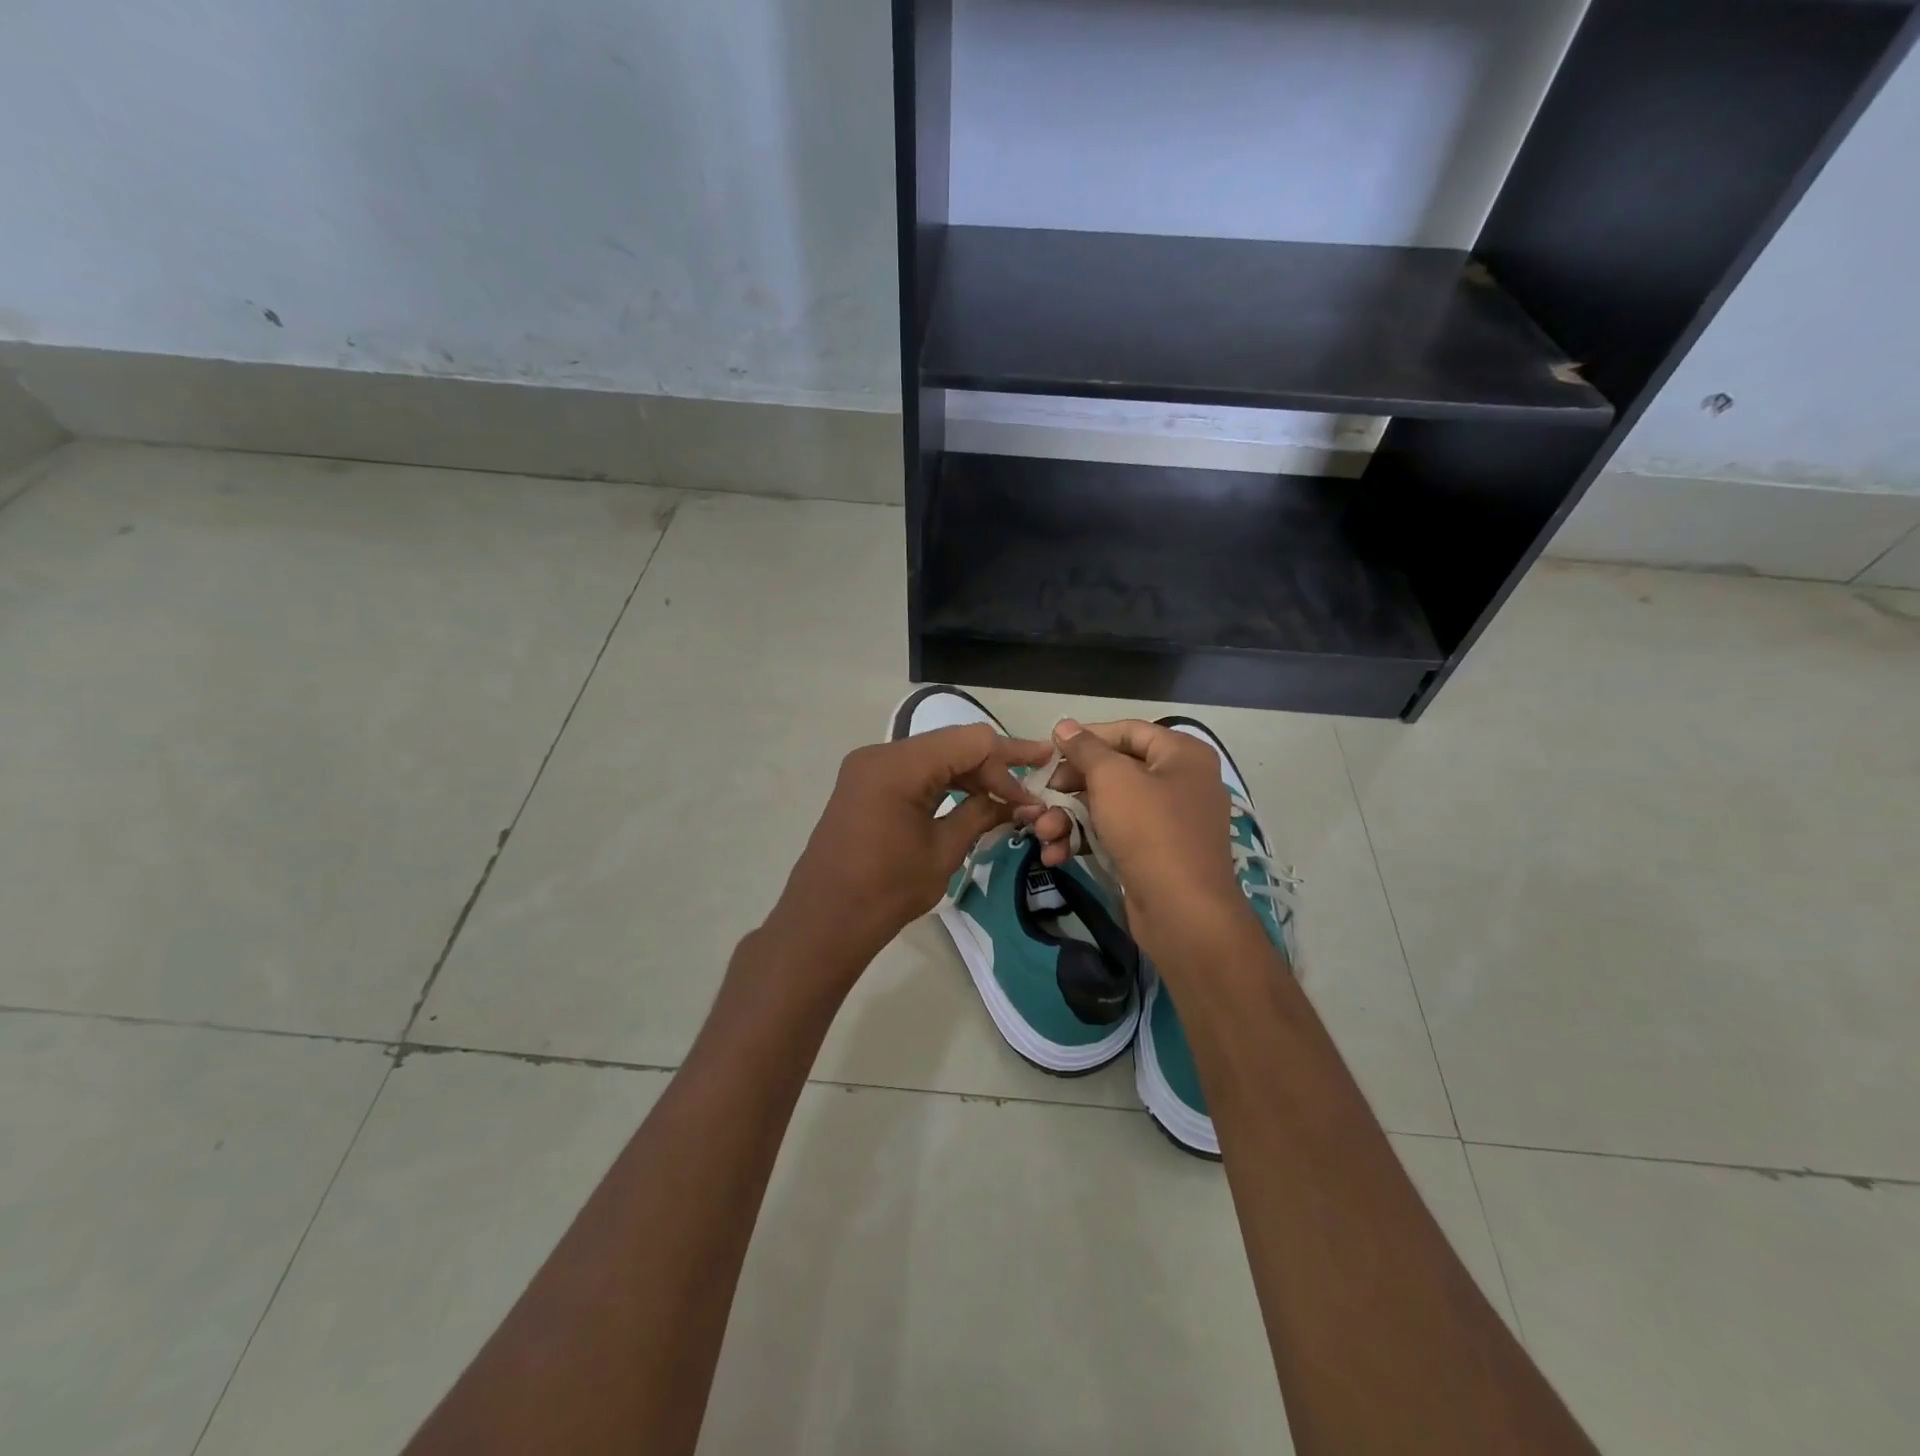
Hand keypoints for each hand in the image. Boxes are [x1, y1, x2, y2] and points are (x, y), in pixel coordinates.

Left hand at [767, 724, 1053, 974]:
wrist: (823, 921)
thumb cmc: (886, 890)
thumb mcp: (944, 851)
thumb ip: (981, 815)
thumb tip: (1017, 802)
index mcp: (899, 765)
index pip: (971, 741)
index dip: (1011, 757)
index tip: (1043, 774)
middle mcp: (881, 754)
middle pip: (952, 744)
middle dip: (993, 766)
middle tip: (1030, 790)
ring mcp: (868, 768)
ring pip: (933, 756)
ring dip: (970, 774)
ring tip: (1007, 798)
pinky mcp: (864, 785)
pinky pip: (913, 771)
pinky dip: (944, 782)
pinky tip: (971, 800)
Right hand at [1019, 719, 1247, 944]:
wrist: (1183, 912)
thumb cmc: (1150, 830)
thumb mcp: (1112, 780)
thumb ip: (1085, 749)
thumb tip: (1064, 725)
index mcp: (1182, 755)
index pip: (1127, 731)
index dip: (1086, 737)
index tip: (1050, 751)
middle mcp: (1180, 782)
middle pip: (1114, 771)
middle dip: (1070, 787)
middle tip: (1040, 796)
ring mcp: (1169, 822)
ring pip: (1109, 807)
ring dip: (1069, 818)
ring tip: (1040, 831)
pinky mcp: (1155, 855)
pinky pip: (1115, 835)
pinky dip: (1085, 841)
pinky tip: (1055, 854)